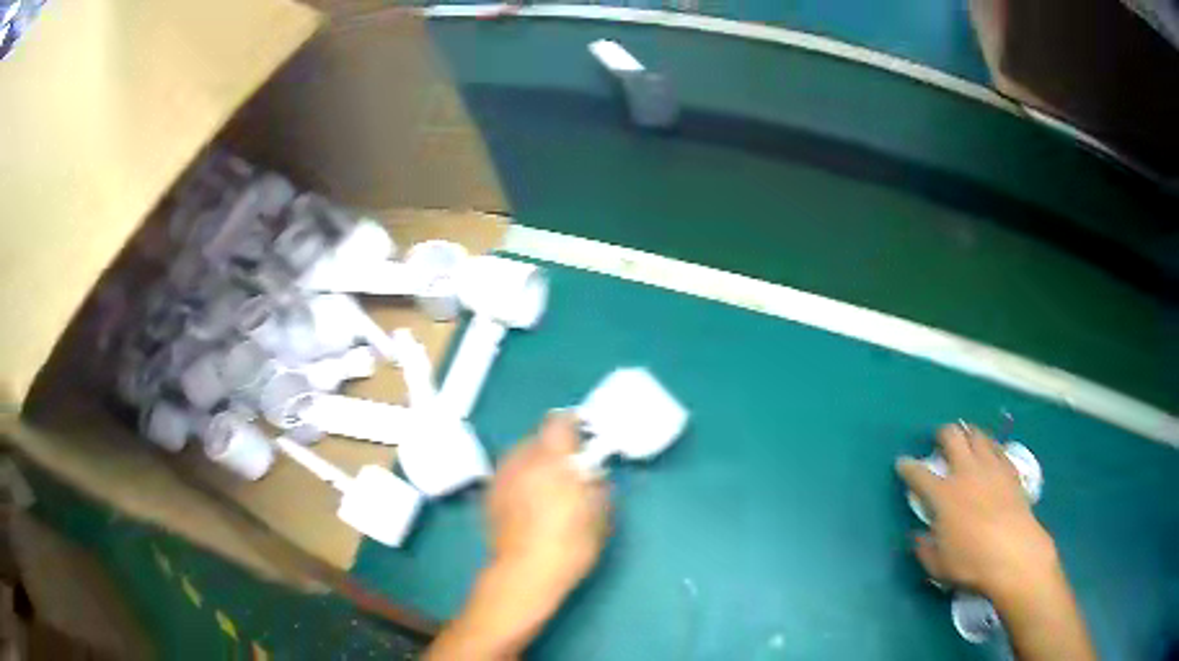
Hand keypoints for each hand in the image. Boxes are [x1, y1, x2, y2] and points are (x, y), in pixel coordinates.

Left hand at [486, 412, 610, 598]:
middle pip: (538, 437)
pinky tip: (528, 500)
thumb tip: (594, 474)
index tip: (584, 436)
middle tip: (569, 467)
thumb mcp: (599, 515)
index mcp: (552, 458)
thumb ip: (598, 486)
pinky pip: (508, 474)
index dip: (573, 424)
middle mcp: (522, 459)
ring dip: (535, 462)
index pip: (559, 422)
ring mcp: (501, 476)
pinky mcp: (489, 494)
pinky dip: (520, 479)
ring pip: (520, 455)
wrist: (526, 572)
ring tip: (547, 485)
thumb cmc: (570, 543)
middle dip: (554, 447)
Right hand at [897, 424, 1058, 602]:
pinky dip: (990, 447)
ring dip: (968, 434)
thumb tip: (919, 536)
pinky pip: (997, 448)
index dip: (908, 467)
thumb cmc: (971, 563)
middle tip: (939, 441)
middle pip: (952, 436)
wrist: (1014, 554)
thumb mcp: (938, 565)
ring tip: (966, 441)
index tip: (902, 463)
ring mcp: (991, 468)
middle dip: (942, 434)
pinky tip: (990, 455)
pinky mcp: (1010, 471)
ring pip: (977, 435)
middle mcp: (966, 473)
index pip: (919, 473)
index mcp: (943, 495)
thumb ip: (924, 548)